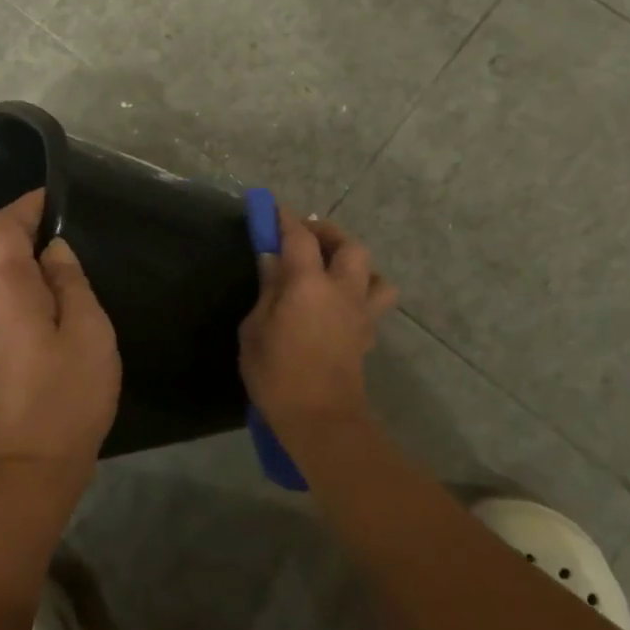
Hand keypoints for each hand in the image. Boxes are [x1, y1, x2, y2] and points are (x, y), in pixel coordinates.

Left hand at [0, 188, 121, 481]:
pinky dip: (24, 293)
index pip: (1, 227)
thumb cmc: (67, 393)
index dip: (26, 206)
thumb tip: (53, 251)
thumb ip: (69, 282)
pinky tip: (55, 312)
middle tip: (73, 239)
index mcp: (4, 290)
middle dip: (30, 235)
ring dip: (28, 267)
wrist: (30, 466)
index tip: (56, 200)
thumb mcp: (87, 330)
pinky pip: (1, 306)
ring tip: (70, 276)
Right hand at [240, 205, 397, 442]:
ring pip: (374, 273)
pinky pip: (373, 302)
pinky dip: (360, 293)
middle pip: (349, 246)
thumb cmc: (277, 375)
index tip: (272, 207)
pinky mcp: (367, 336)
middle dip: (328, 233)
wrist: (321, 422)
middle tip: (306, 237)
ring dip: (355, 264)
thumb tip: (271, 260)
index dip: (285, 218)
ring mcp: (360, 313)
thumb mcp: (255, 330)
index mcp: (309, 284)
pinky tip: (339, 305)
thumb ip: (267, 290)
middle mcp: (342, 290)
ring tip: (332, 271)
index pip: (300, 237)